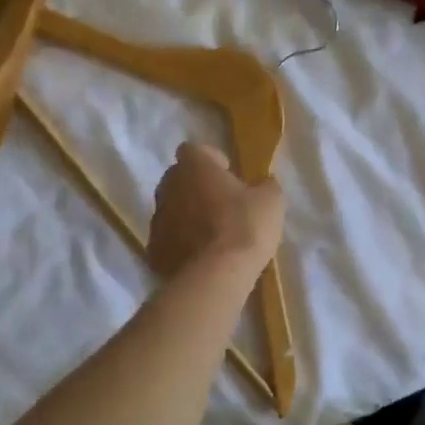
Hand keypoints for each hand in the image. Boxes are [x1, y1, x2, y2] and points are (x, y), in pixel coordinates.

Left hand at [149, 143, 284, 279]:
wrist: (217, 274)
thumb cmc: (245, 226)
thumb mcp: (271, 200)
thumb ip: (265, 185)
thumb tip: (263, 183)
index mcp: (193, 167)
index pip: (193, 150)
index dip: (210, 159)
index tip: (227, 173)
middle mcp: (168, 187)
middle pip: (178, 179)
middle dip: (196, 187)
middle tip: (220, 203)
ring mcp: (157, 220)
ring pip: (171, 210)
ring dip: (187, 216)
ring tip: (211, 234)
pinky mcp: (154, 250)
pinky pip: (168, 240)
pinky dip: (180, 244)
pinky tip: (200, 257)